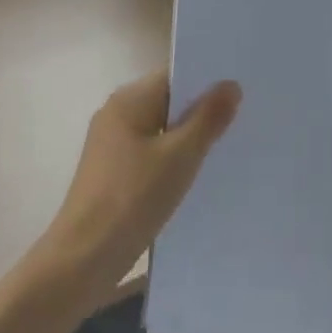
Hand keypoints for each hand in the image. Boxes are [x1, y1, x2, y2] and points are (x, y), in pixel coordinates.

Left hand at [37, 70, 241, 301]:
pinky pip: (153, 153)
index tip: (243, 88)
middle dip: (203, 110)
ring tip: (231, 144)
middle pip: (169, 101)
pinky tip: (201, 174)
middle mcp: (117, 114)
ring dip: (191, 137)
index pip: (175, 75)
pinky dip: (175, 159)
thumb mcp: (180, 156)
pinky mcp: (115, 172)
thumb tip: (230, 84)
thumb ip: (208, 118)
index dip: (208, 80)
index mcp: (129, 100)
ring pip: (163, 130)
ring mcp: (113, 145)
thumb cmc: (133, 197)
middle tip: (247, 117)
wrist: (85, 257)